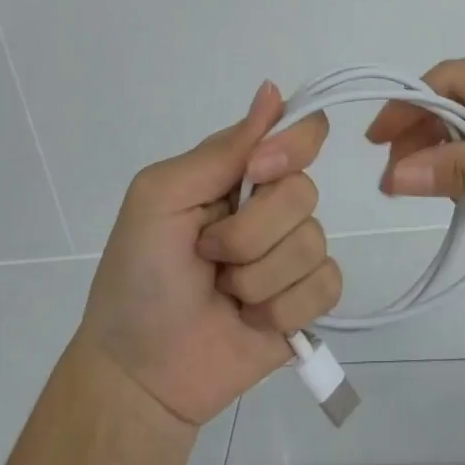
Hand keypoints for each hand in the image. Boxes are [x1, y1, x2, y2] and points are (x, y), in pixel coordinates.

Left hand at [78, 82, 343, 425]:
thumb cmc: (137, 276)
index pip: (299, 132)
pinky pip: (327, 285)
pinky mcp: (305, 302)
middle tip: (208, 256)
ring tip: (223, 295)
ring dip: (258, 278)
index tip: (258, 173)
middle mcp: (271, 206)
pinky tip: (251, 320)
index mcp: (239, 173)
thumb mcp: (161, 198)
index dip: (292, 146)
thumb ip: (221, 151)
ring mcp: (291, 254)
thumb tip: (272, 90)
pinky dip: (283, 308)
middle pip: (304, 192)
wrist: (139, 374)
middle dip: (250, 233)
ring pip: (314, 242)